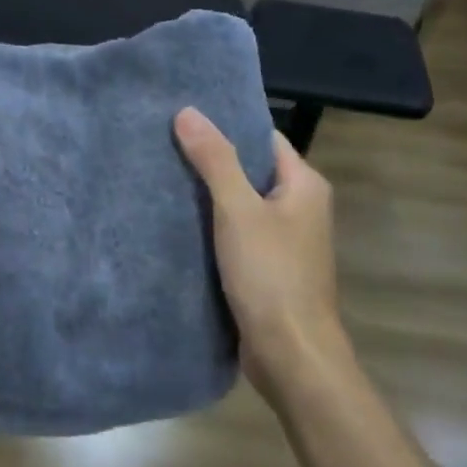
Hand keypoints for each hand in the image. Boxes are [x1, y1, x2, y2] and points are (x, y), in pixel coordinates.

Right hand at [174, 107, 352, 400]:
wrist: (291, 355)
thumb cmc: (271, 274)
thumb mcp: (238, 210)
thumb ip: (215, 160)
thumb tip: (188, 112)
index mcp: (304, 185)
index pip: (263, 138)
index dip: (228, 125)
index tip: (186, 116)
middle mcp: (300, 208)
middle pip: (251, 171)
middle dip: (212, 160)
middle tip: (164, 143)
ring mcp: (285, 241)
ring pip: (241, 205)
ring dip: (209, 196)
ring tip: (162, 176)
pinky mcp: (268, 269)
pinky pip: (237, 235)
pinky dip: (212, 227)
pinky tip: (177, 222)